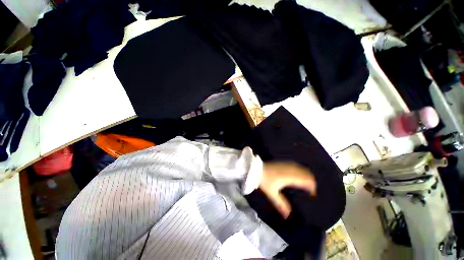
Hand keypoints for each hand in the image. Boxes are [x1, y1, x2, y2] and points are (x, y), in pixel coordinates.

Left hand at [259, 162, 316, 218]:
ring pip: (300, 168)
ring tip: (307, 181)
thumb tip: (288, 216)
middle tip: (311, 188)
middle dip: (310, 180)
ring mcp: (286, 164)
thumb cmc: (265, 181)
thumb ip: (281, 204)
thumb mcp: (272, 194)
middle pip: (305, 173)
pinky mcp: (282, 162)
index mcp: (290, 177)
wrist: (255, 169)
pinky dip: (300, 169)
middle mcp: (290, 170)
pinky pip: (295, 165)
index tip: (313, 194)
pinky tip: (298, 173)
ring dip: (305, 174)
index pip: (306, 180)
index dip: (311, 186)